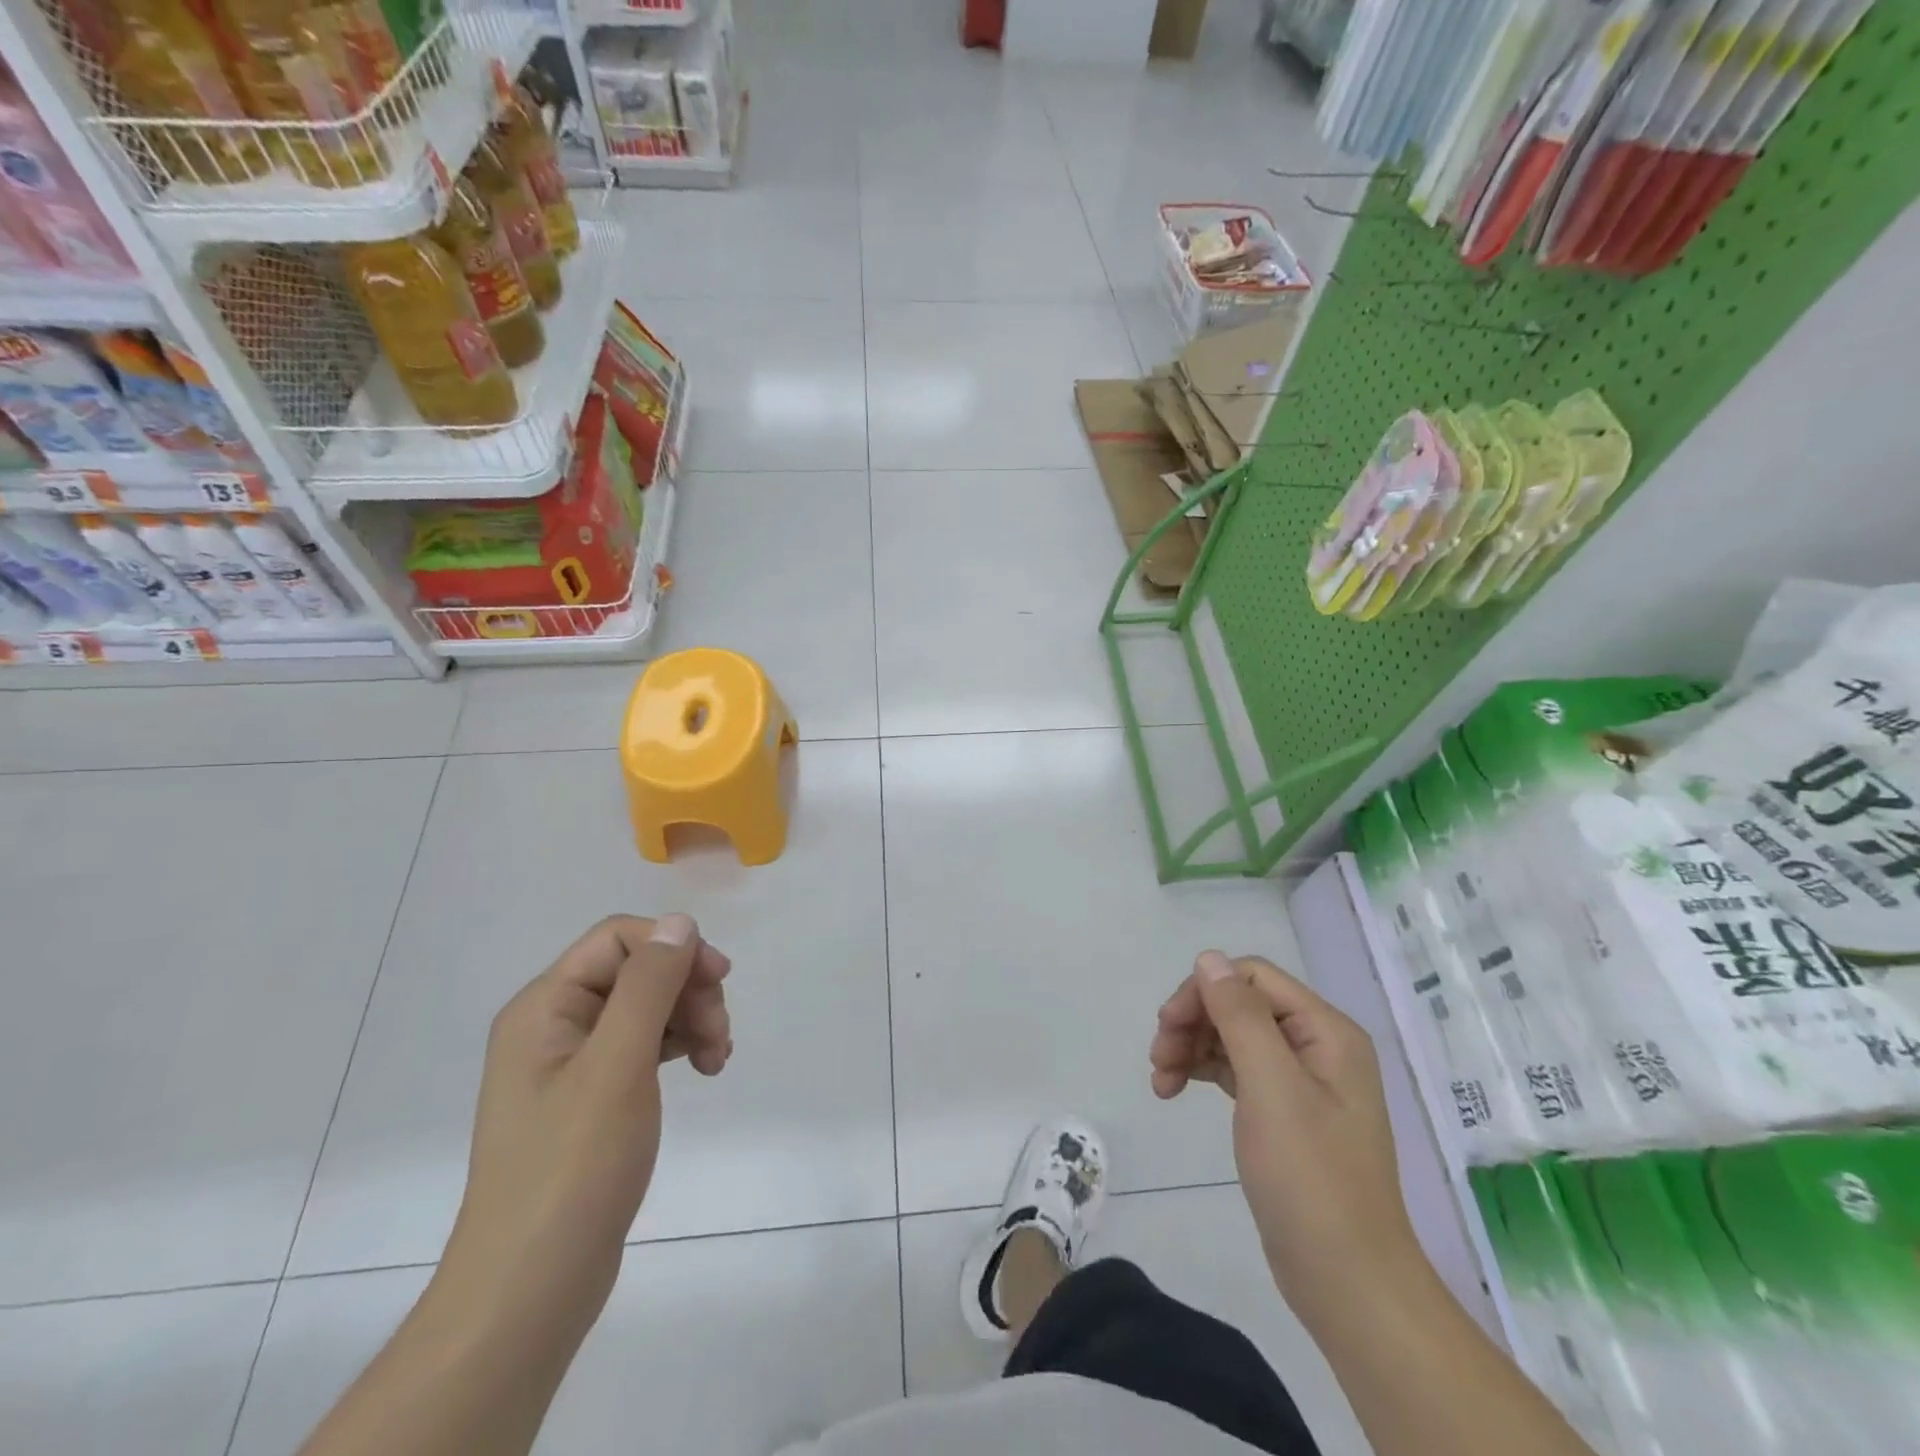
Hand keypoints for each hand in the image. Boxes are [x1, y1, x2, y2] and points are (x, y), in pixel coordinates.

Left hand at [443, 913, 731, 1337]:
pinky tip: (703, 1070)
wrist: (530, 1291)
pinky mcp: (592, 1098)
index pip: (618, 939)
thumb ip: (649, 985)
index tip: (720, 981)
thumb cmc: (572, 1168)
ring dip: (691, 1019)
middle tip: (719, 1035)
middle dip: (687, 990)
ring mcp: (572, 1064)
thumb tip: (679, 921)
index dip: (674, 947)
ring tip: (717, 1060)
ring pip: (647, 1007)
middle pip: (637, 971)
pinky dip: (679, 1047)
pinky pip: (644, 1046)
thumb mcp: (617, 1065)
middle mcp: (554, 1025)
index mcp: (545, 1007)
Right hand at [1150, 951, 1420, 1311]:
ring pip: (1232, 1035)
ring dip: (1191, 1046)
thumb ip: (1240, 1016)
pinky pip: (1236, 1069)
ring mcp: (1301, 1080)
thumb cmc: (1310, 1179)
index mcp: (1326, 1031)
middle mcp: (1317, 1045)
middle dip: (1194, 1020)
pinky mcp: (1284, 1111)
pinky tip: (1174, 1089)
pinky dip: (1202, 1071)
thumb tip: (1209, 958)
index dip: (1204, 991)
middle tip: (1158, 1055)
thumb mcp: (1271, 1087)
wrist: (1347, 1282)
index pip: (1252, 978)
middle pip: (1239, 1004)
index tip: (1167, 1026)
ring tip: (1160, 1079)